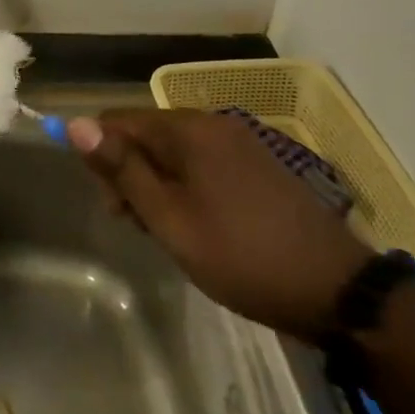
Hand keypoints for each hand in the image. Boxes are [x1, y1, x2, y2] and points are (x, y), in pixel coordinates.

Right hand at [68, 109, 373, 343]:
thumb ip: (122, 169)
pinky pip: (203, 163)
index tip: (114, 207)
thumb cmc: (242, 256)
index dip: (103, 158)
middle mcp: (213, 123)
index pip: (119, 121)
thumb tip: (75, 123)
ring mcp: (240, 143)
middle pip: (147, 134)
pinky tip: (199, 224)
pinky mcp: (259, 164)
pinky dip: (188, 187)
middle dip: (131, 173)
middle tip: (141, 226)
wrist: (339, 292)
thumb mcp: (170, 219)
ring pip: (174, 151)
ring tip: (170, 232)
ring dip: (159, 184)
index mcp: (189, 129)